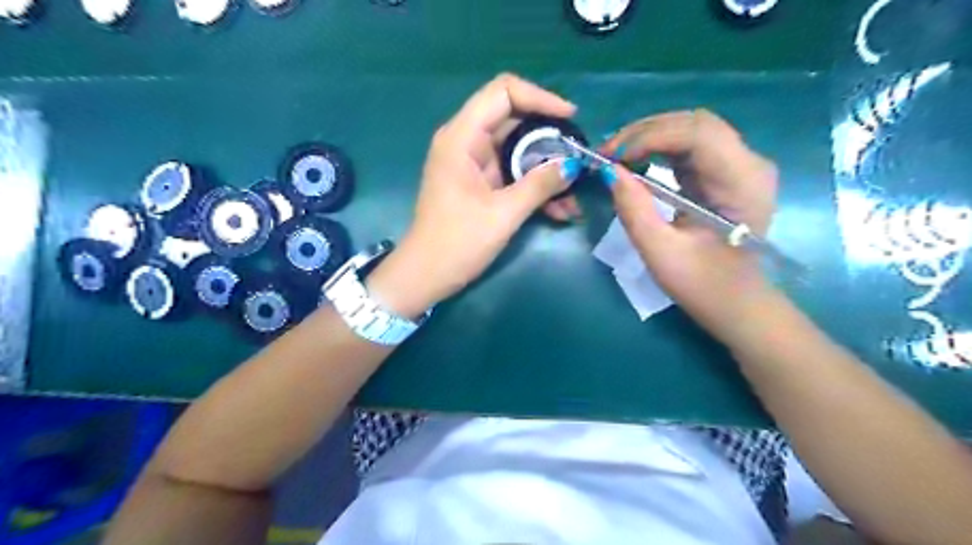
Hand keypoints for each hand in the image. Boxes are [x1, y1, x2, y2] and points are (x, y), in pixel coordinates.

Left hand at [365, 74, 574, 316]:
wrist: (425, 276)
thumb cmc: (456, 244)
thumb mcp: (503, 214)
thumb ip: (539, 185)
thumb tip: (573, 165)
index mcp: (462, 138)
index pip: (503, 92)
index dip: (540, 97)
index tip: (570, 118)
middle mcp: (466, 141)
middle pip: (515, 120)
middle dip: (550, 138)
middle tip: (577, 157)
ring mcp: (473, 163)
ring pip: (518, 150)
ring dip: (546, 168)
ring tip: (573, 193)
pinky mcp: (479, 183)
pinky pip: (513, 173)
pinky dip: (534, 185)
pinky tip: (559, 209)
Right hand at [606, 108, 779, 339]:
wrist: (737, 304)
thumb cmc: (703, 286)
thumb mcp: (661, 253)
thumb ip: (634, 210)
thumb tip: (609, 171)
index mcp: (742, 182)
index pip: (697, 133)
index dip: (649, 136)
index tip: (611, 156)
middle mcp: (748, 163)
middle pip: (695, 123)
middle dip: (646, 132)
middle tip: (607, 154)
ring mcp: (739, 165)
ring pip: (691, 129)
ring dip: (650, 137)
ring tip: (616, 156)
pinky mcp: (725, 173)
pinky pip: (690, 147)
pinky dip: (658, 149)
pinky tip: (636, 161)